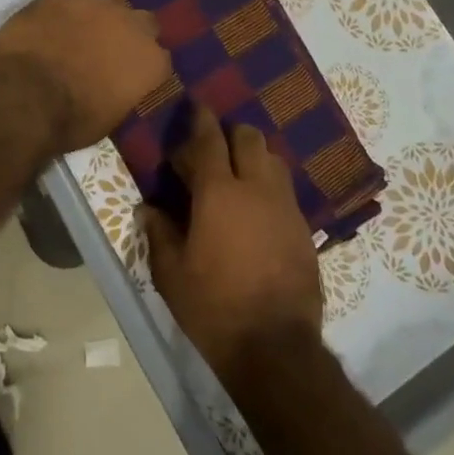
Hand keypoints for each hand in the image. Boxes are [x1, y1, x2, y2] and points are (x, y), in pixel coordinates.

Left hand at [0, 0, 169, 155]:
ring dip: (95, 19)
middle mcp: (134, 25)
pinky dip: (64, 8)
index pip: (159, 59)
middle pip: (141, 22)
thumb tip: (115, 85)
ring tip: (71, 36)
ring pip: (106, 5)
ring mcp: (100, 3)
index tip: (128, 77)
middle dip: (127, 34)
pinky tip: (49, 23)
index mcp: (151, 61)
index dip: (142, 66)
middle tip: (104, 51)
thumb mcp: (110, 118)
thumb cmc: (71, 120)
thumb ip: (123, 91)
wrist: (26, 95)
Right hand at [143, 106, 323, 385]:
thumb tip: (148, 209)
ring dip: (254, 157)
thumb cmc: (214, 307)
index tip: (196, 105)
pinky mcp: (304, 229)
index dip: (201, 119)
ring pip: (273, 160)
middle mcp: (256, 188)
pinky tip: (258, 209)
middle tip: (214, 148)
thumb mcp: (172, 274)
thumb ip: (159, 234)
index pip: (209, 139)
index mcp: (219, 192)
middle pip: (249, 138)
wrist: (276, 349)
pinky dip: (270, 186)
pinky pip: (286, 190)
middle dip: (231, 134)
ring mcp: (285, 207)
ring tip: (238, 175)